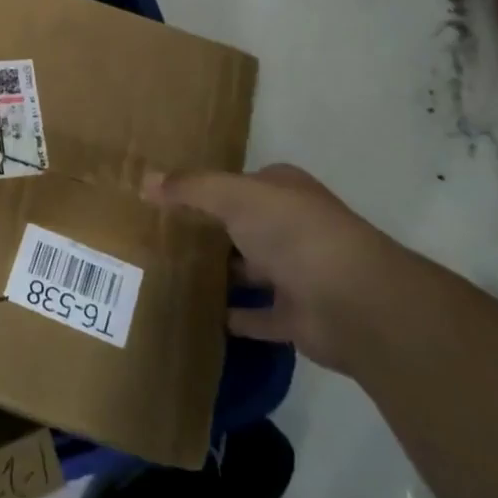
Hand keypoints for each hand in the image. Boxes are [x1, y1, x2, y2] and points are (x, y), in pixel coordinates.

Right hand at [144, 163, 411, 372]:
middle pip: (243, 226)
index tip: (167, 199)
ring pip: (250, 270)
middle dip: (210, 232)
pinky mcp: (298, 316)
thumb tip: (144, 179)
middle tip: (159, 238)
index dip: (206, 189)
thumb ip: (190, 188)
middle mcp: (292, 227)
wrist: (353, 301)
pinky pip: (257, 316)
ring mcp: (298, 273)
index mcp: (283, 191)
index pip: (239, 183)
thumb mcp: (233, 196)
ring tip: (170, 276)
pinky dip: (234, 318)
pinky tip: (199, 316)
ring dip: (222, 274)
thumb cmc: (292, 231)